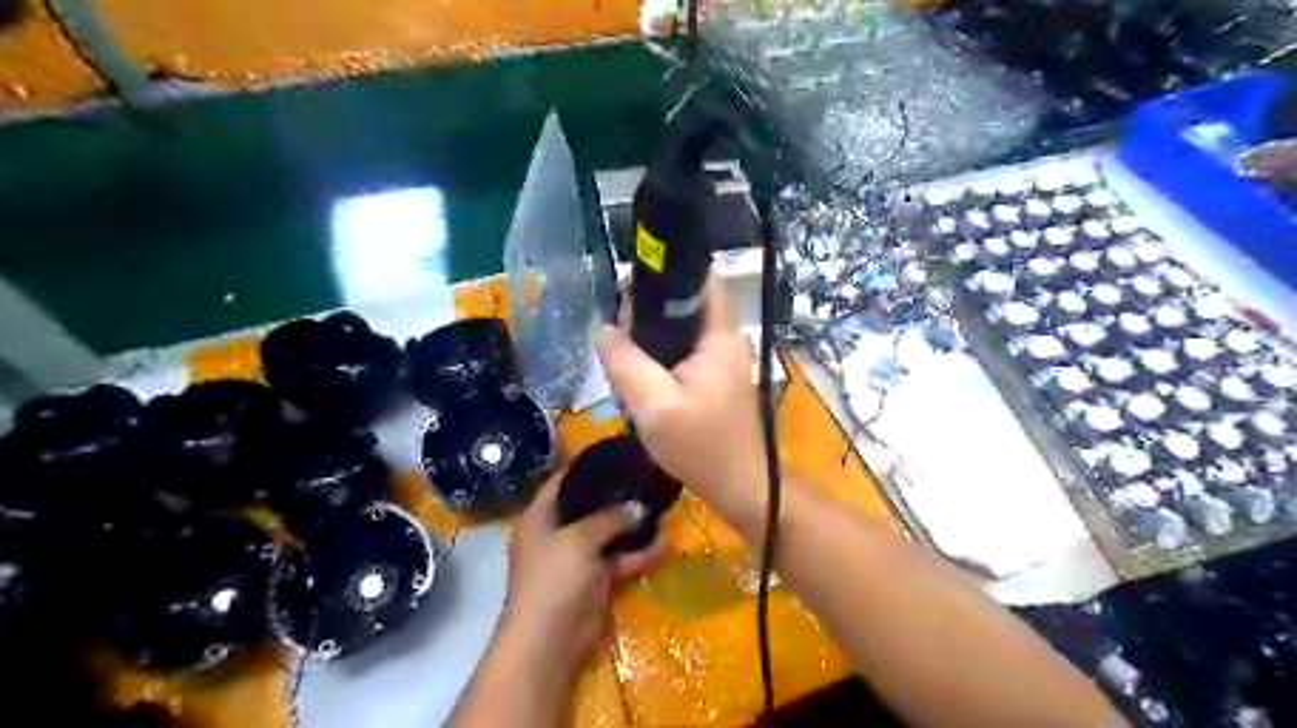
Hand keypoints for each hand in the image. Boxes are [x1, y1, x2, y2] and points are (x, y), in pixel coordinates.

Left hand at [496, 474, 662, 674]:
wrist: (549, 641)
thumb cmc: (554, 578)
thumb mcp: (580, 538)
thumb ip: (609, 517)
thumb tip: (637, 506)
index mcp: (539, 517)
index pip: (562, 482)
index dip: (586, 467)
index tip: (616, 455)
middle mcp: (556, 533)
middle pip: (588, 507)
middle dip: (616, 496)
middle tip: (646, 478)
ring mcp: (576, 558)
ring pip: (608, 534)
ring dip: (632, 525)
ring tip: (661, 505)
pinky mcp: (594, 580)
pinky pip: (619, 559)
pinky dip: (638, 552)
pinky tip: (665, 541)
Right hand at [600, 272, 768, 532]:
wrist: (737, 486)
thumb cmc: (701, 446)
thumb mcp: (654, 406)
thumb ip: (626, 363)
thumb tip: (605, 329)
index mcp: (719, 335)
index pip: (702, 278)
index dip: (669, 271)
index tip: (630, 281)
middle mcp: (724, 338)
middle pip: (687, 301)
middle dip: (650, 307)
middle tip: (618, 330)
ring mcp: (720, 358)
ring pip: (681, 327)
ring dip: (652, 333)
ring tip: (622, 350)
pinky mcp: (712, 376)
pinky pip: (682, 350)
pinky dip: (659, 353)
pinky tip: (638, 371)